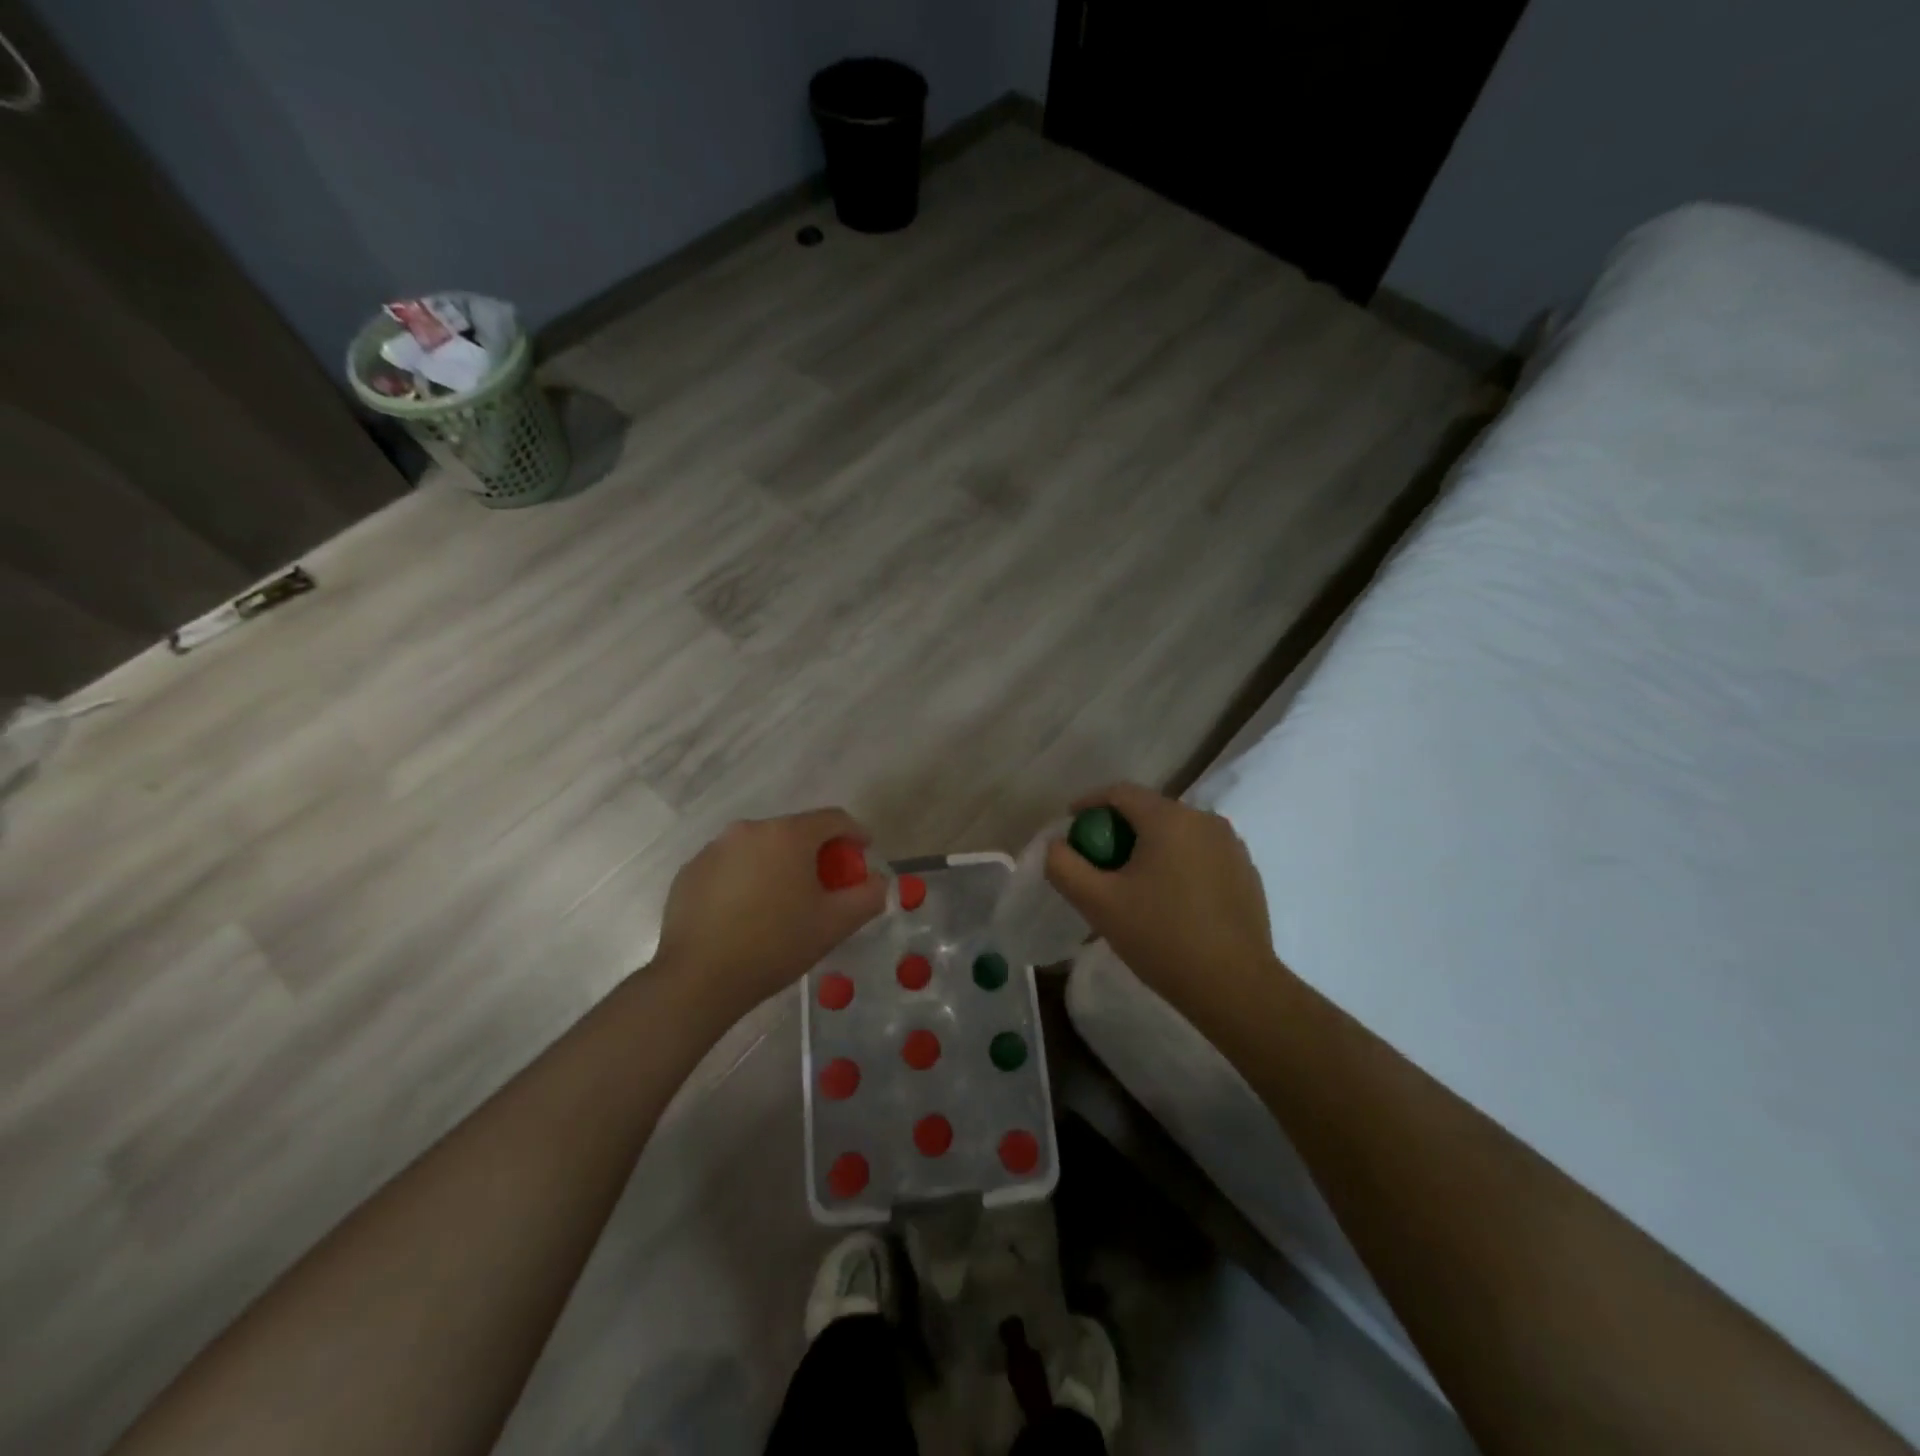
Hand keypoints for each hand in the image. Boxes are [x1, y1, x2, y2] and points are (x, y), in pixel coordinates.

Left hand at [655, 809, 886, 1019]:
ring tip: (783, 902)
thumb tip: (879, 882)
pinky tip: (746, 913)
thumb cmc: (775, 945)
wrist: (698, 978)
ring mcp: (714, 848)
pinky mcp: (690, 871)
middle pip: (795, 832)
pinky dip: (746, 878)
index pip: (834, 819)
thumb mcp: (834, 924)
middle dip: (815, 853)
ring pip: (761, 848)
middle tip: (824, 886)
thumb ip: (867, 896)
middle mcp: (749, 829)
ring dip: (779, 864)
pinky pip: (731, 865)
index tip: (863, 855)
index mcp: (788, 834)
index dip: (855, 834)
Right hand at [1045, 783, 1282, 1009]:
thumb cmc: (1162, 937)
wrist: (1235, 986)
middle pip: (1150, 810)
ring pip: (1178, 832)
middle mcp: (1205, 820)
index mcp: (1169, 818)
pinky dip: (1178, 862)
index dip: (1090, 802)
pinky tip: (1170, 898)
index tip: (1071, 823)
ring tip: (1133, 880)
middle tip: (1098, 858)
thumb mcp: (1099, 903)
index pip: (1120, 792)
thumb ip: (1065, 866)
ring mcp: (1231, 845)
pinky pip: (1201, 853)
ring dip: (1150, 846)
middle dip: (1119, 827)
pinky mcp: (1246, 871)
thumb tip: (1056, 845)